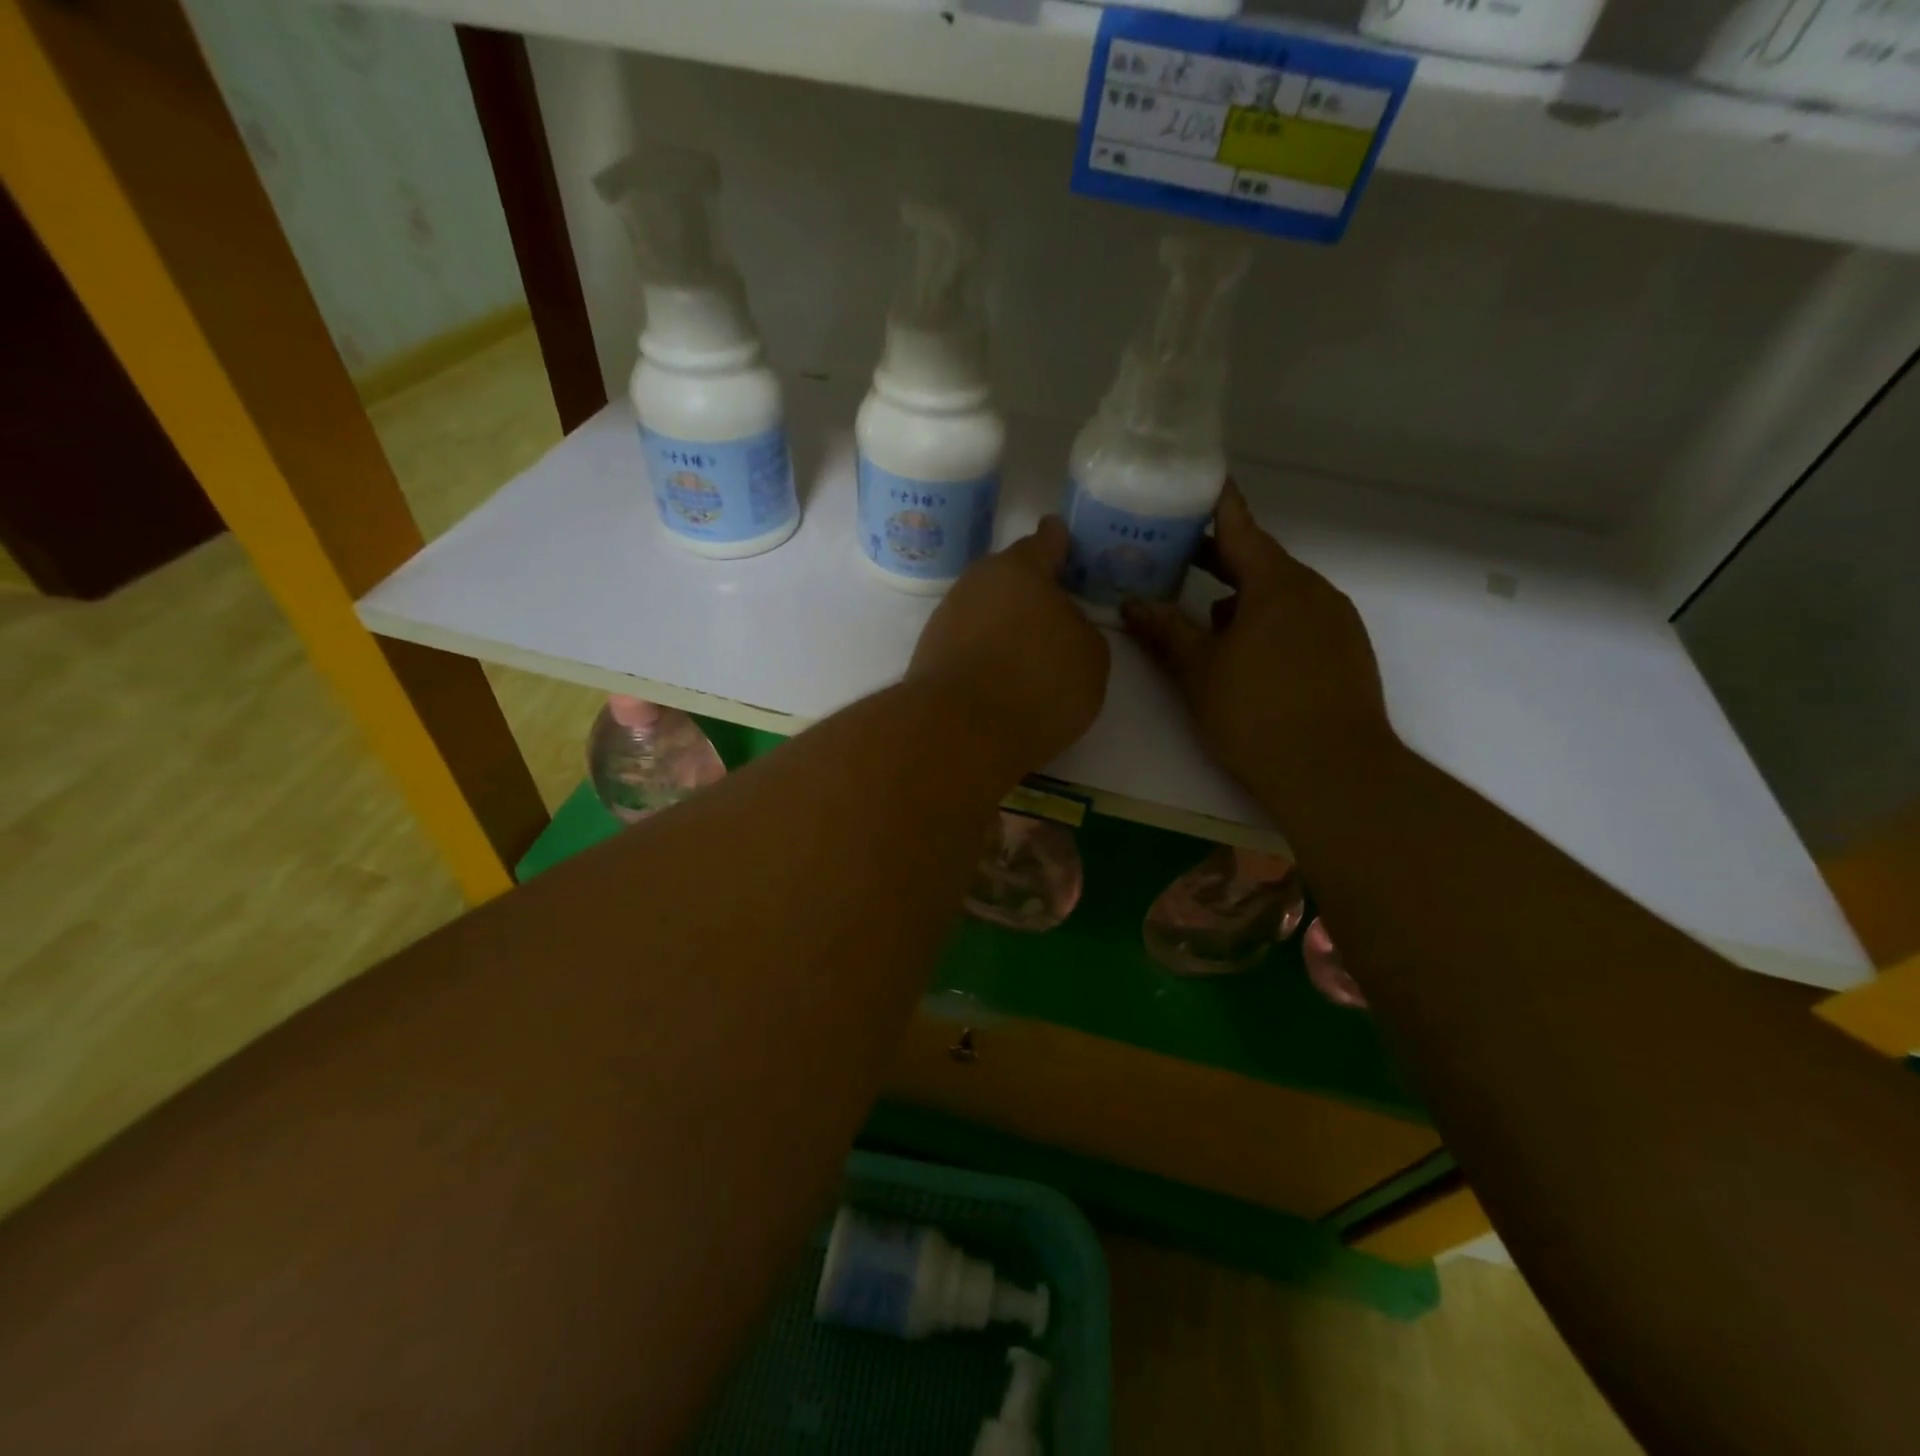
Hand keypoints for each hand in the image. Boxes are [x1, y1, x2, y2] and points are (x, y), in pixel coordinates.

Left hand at [908, 517, 1110, 770]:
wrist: (960, 730)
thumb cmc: (1039, 682)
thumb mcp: (1089, 657)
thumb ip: (1080, 629)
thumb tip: (1060, 626)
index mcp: (1021, 569)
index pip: (1044, 542)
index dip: (1056, 541)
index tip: (1058, 534)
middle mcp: (977, 583)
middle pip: (1008, 580)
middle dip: (1028, 593)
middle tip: (1051, 615)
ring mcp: (947, 618)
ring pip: (985, 612)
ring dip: (1003, 627)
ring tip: (1026, 659)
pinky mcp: (928, 655)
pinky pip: (968, 645)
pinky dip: (984, 656)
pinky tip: (999, 681)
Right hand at [1122, 481, 1391, 788]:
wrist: (1332, 770)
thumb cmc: (1255, 712)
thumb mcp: (1198, 671)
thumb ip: (1165, 631)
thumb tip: (1131, 603)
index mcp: (1276, 584)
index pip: (1241, 528)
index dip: (1216, 504)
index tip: (1197, 481)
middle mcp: (1312, 591)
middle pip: (1261, 560)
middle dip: (1220, 557)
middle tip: (1178, 553)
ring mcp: (1335, 621)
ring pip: (1281, 594)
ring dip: (1243, 595)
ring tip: (1205, 615)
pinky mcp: (1346, 651)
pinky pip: (1300, 619)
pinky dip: (1269, 620)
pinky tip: (1246, 652)